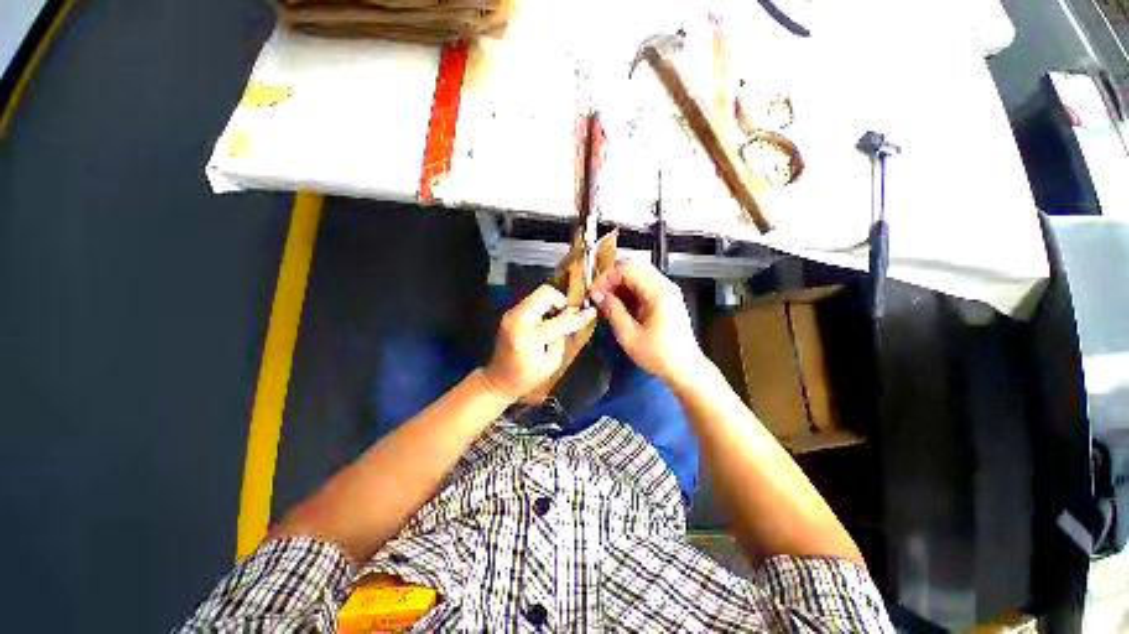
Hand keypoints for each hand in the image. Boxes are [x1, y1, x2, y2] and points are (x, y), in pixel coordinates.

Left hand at [483, 285, 596, 398]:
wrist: (498, 379)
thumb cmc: (527, 377)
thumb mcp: (551, 362)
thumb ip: (562, 337)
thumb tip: (573, 317)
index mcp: (529, 336)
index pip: (560, 320)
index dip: (578, 317)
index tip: (590, 312)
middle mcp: (518, 319)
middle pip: (545, 293)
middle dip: (561, 301)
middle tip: (566, 316)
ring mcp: (511, 314)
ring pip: (538, 294)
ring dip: (552, 303)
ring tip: (556, 320)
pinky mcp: (510, 313)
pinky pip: (531, 301)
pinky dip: (543, 306)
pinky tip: (545, 322)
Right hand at [591, 261, 706, 385]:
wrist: (684, 369)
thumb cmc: (660, 355)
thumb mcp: (629, 335)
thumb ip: (612, 311)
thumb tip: (598, 296)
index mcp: (658, 291)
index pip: (627, 268)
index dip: (606, 277)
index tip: (594, 292)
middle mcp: (665, 286)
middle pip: (633, 267)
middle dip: (612, 279)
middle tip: (599, 296)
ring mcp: (667, 291)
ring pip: (637, 275)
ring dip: (619, 286)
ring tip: (607, 304)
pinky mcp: (666, 299)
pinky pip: (643, 287)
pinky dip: (628, 293)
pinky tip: (619, 308)